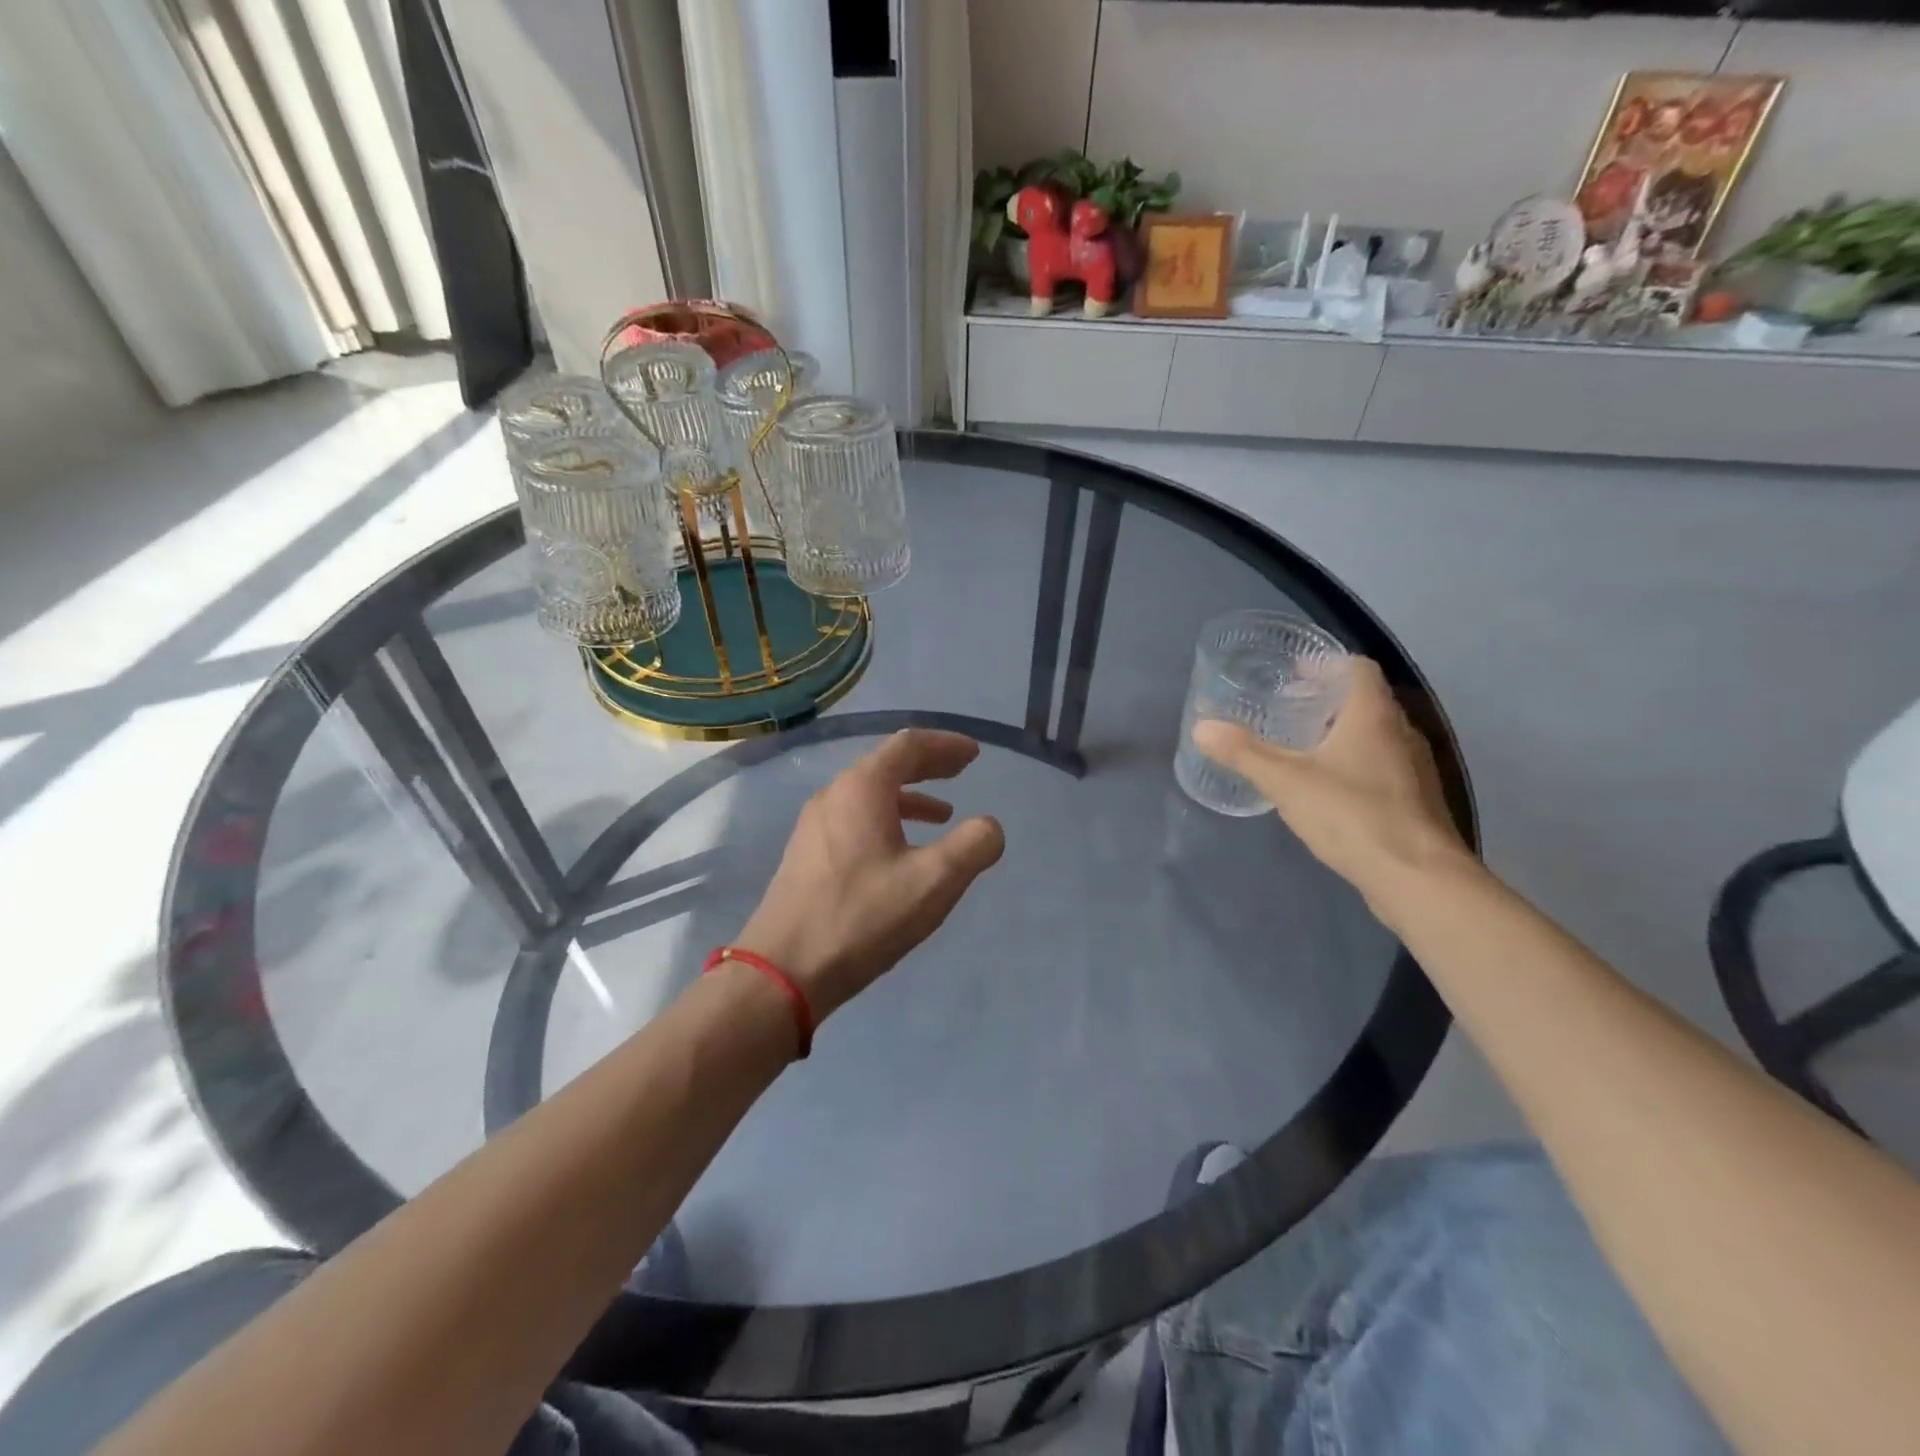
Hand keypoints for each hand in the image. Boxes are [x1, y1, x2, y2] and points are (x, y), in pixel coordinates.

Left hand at [734, 730, 1005, 1020]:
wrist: (784, 970)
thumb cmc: (862, 917)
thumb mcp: (933, 881)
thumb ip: (972, 846)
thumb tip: (989, 827)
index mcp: (862, 789)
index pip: (908, 745)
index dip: (946, 744)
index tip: (974, 754)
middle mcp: (834, 795)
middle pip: (887, 764)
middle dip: (928, 764)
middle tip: (962, 769)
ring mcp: (815, 825)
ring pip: (870, 794)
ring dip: (910, 796)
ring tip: (943, 814)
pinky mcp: (807, 854)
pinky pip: (856, 818)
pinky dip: (888, 820)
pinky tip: (901, 851)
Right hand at [1193, 658, 1470, 909]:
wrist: (1417, 877)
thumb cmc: (1351, 815)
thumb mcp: (1285, 782)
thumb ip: (1243, 753)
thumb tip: (1201, 727)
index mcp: (1373, 715)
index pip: (1357, 668)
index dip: (1327, 664)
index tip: (1294, 672)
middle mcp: (1401, 732)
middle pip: (1366, 700)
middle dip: (1327, 700)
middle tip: (1287, 708)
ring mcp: (1414, 768)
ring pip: (1375, 735)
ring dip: (1342, 733)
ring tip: (1302, 746)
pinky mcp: (1415, 800)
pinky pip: (1383, 766)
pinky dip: (1355, 763)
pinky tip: (1328, 787)